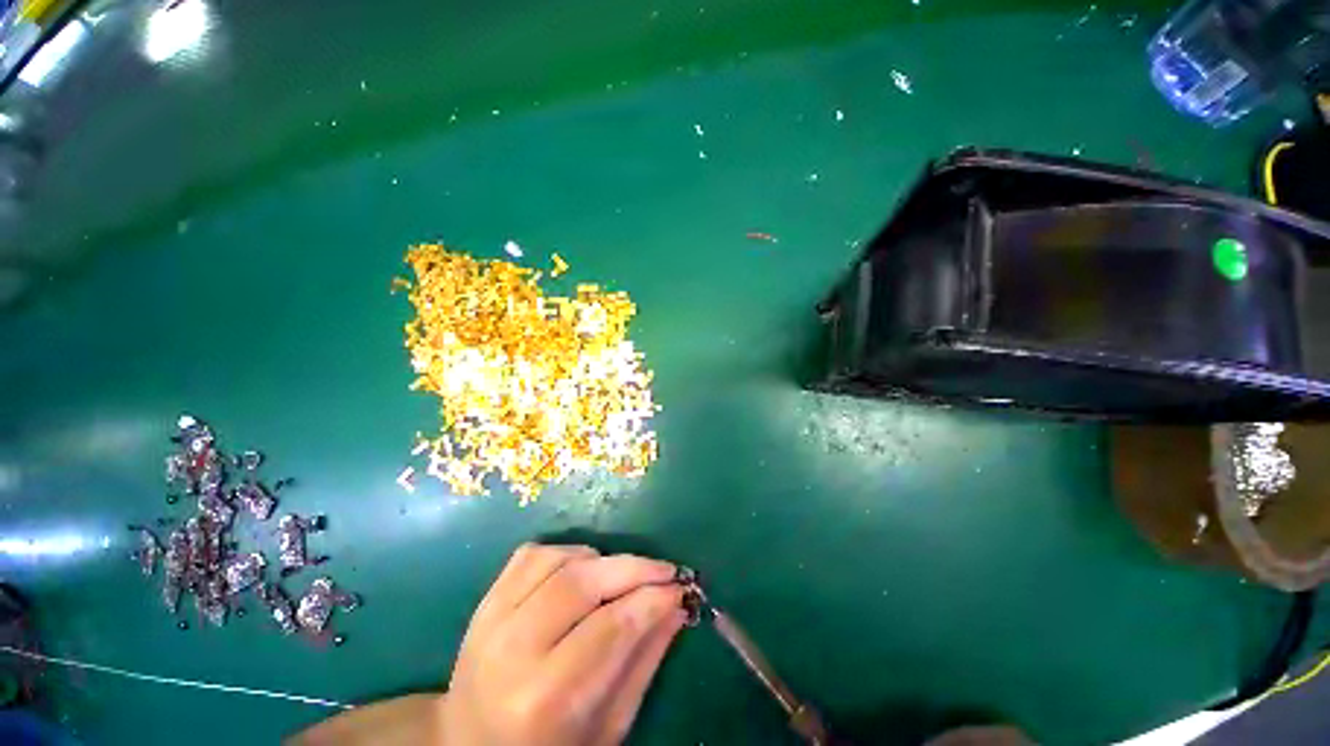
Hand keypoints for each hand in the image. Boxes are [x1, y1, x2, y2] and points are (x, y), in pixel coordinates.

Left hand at [441, 543, 686, 745]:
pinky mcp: (484, 601)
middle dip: (635, 568)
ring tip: (623, 576)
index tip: (681, 587)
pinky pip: (532, 554)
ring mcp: (491, 619)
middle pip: (584, 582)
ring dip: (602, 559)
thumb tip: (677, 606)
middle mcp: (512, 651)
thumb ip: (644, 661)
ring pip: (560, 559)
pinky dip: (567, 552)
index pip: (611, 626)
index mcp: (544, 700)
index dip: (653, 599)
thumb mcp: (607, 728)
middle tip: (666, 570)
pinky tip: (582, 569)